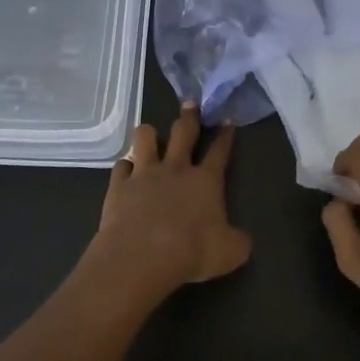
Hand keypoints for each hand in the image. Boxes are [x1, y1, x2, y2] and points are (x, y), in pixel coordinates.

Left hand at [92, 104, 251, 293]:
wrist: (142, 257)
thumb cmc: (192, 253)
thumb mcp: (231, 252)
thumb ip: (238, 240)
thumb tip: (241, 237)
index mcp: (206, 181)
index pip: (220, 151)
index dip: (225, 135)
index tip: (227, 119)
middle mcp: (175, 169)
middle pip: (183, 132)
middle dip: (189, 116)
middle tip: (190, 103)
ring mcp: (144, 174)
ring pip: (145, 138)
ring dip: (149, 134)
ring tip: (150, 134)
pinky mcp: (119, 186)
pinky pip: (120, 166)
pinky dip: (125, 167)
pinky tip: (126, 172)